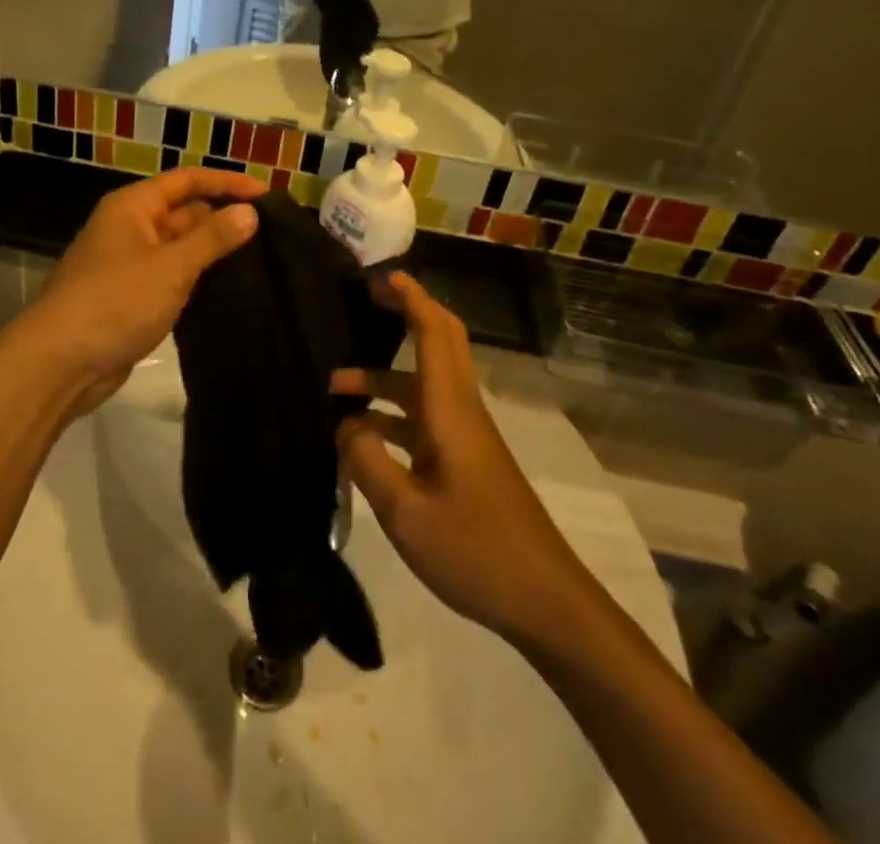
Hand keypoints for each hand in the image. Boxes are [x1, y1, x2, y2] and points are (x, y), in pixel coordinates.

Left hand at [0, 168, 263, 420]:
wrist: (60, 363)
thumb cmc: (115, 302)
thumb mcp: (171, 266)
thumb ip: (213, 238)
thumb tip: (250, 211)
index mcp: (133, 207)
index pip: (187, 181)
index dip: (226, 183)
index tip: (266, 195)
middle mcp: (130, 228)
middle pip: (184, 213)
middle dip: (222, 220)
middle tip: (271, 235)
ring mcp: (129, 264)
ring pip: (179, 248)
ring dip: (212, 253)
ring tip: (261, 262)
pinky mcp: (131, 298)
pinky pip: (171, 277)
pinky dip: (197, 280)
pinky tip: (229, 291)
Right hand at [333, 273, 600, 646]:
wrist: (546, 604)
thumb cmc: (476, 551)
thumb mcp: (405, 513)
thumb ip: (366, 461)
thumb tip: (345, 426)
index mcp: (449, 410)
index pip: (433, 331)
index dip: (409, 296)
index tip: (377, 275)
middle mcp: (460, 410)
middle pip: (438, 341)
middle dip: (403, 312)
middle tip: (362, 299)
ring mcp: (465, 436)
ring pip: (422, 384)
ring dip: (382, 377)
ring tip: (333, 389)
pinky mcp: (465, 460)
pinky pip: (423, 417)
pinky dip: (391, 413)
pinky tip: (361, 439)